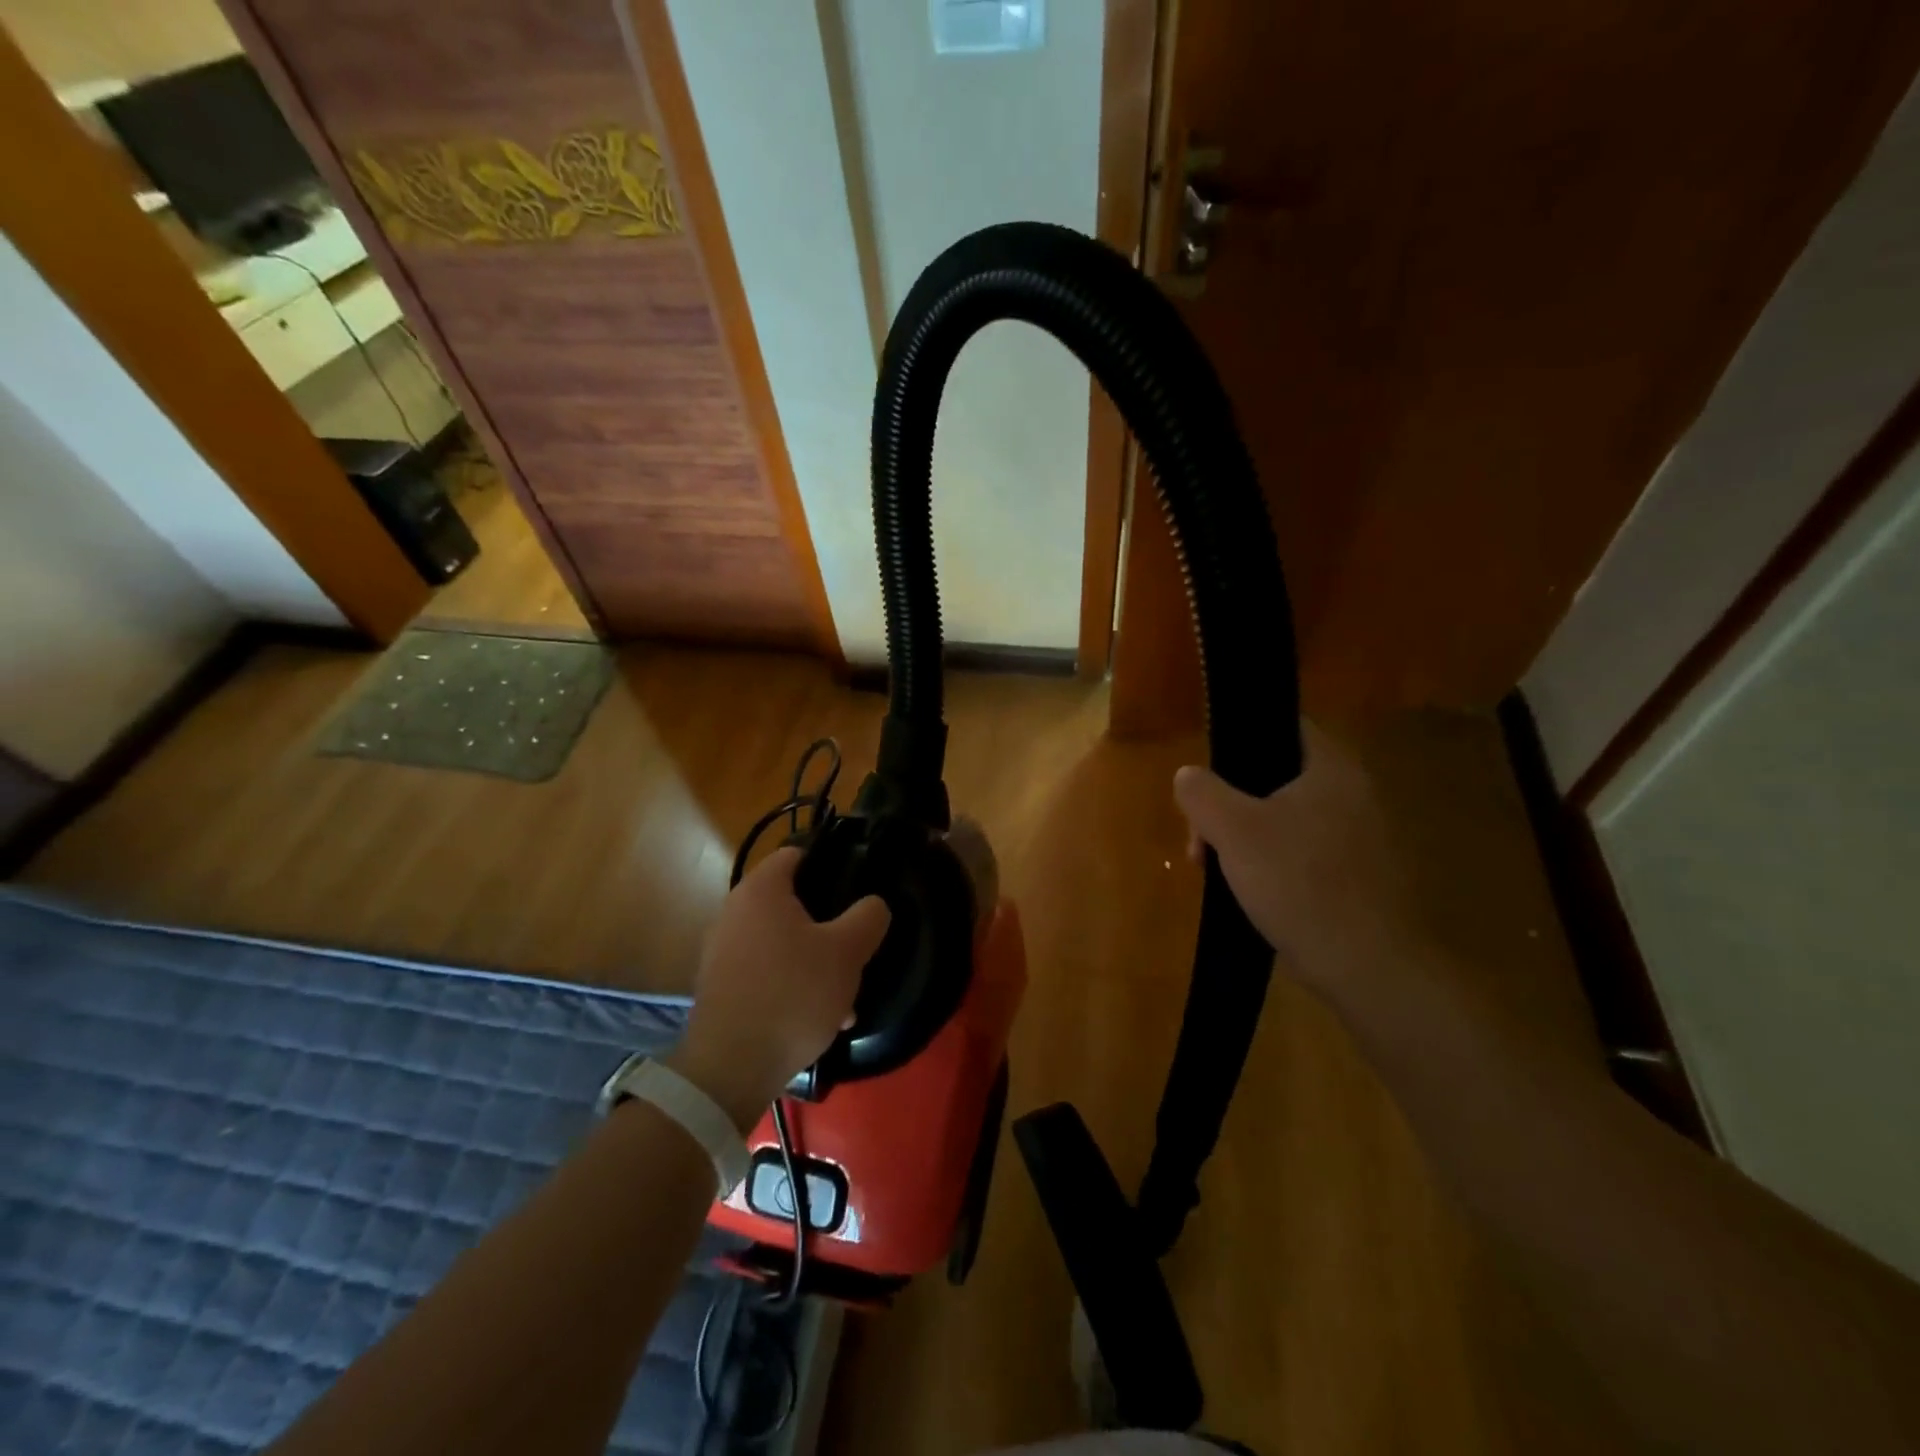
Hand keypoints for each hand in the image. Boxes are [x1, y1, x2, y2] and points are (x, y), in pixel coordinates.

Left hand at [669, 847, 889, 1129]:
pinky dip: (792, 984)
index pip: (797, 854)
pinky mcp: (720, 986)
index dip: (830, 863)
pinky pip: (766, 972)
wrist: (731, 1068)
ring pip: (783, 943)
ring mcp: (723, 950)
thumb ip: (868, 917)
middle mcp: (735, 911)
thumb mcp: (847, 952)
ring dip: (815, 961)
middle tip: (856, 947)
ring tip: (845, 997)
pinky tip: (820, 1018)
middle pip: (792, 903)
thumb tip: (873, 904)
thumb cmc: (792, 994)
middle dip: (828, 925)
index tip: (857, 886)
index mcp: (762, 890)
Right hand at [1174, 722, 1419, 997]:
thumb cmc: (1299, 883)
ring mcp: (1361, 837)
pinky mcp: (1360, 875)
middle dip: (1228, 807)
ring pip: (1285, 820)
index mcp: (1332, 769)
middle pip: (1276, 779)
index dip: (1239, 744)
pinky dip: (1273, 864)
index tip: (1207, 780)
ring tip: (1217, 873)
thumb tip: (1188, 775)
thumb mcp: (1233, 831)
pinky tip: (1252, 892)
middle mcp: (1354, 794)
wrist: (1368, 966)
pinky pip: (1303, 852)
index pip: (1282, 728)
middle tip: (1200, 842)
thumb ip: (1202, 793)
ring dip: (1244, 839)